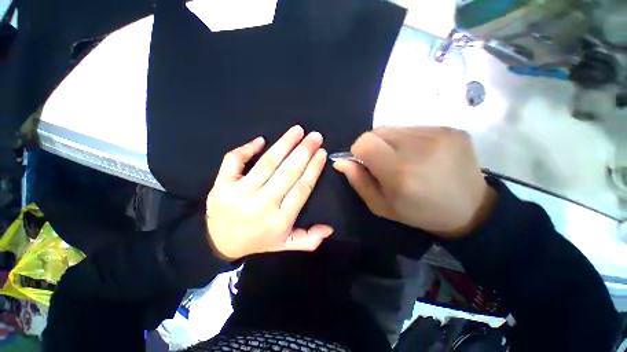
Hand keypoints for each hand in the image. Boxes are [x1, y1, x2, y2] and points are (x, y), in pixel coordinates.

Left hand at [206, 125, 332, 260]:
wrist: (219, 243)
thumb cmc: (258, 240)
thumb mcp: (285, 244)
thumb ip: (309, 239)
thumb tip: (329, 228)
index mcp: (280, 219)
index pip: (302, 188)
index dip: (313, 168)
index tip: (322, 152)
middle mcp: (262, 205)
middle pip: (287, 172)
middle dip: (304, 151)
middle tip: (315, 136)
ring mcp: (239, 194)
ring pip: (267, 163)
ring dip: (284, 144)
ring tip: (297, 130)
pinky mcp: (221, 186)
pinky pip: (234, 161)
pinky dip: (247, 148)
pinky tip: (261, 140)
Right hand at [333, 126, 495, 238]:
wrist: (470, 210)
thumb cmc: (419, 213)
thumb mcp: (381, 206)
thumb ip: (358, 181)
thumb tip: (340, 161)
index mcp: (400, 171)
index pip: (364, 142)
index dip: (359, 151)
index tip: (366, 163)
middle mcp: (419, 148)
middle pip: (378, 131)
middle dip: (374, 145)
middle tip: (385, 162)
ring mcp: (439, 134)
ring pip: (395, 128)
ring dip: (392, 142)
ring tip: (405, 159)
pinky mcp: (452, 129)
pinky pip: (415, 127)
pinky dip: (409, 139)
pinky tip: (421, 154)